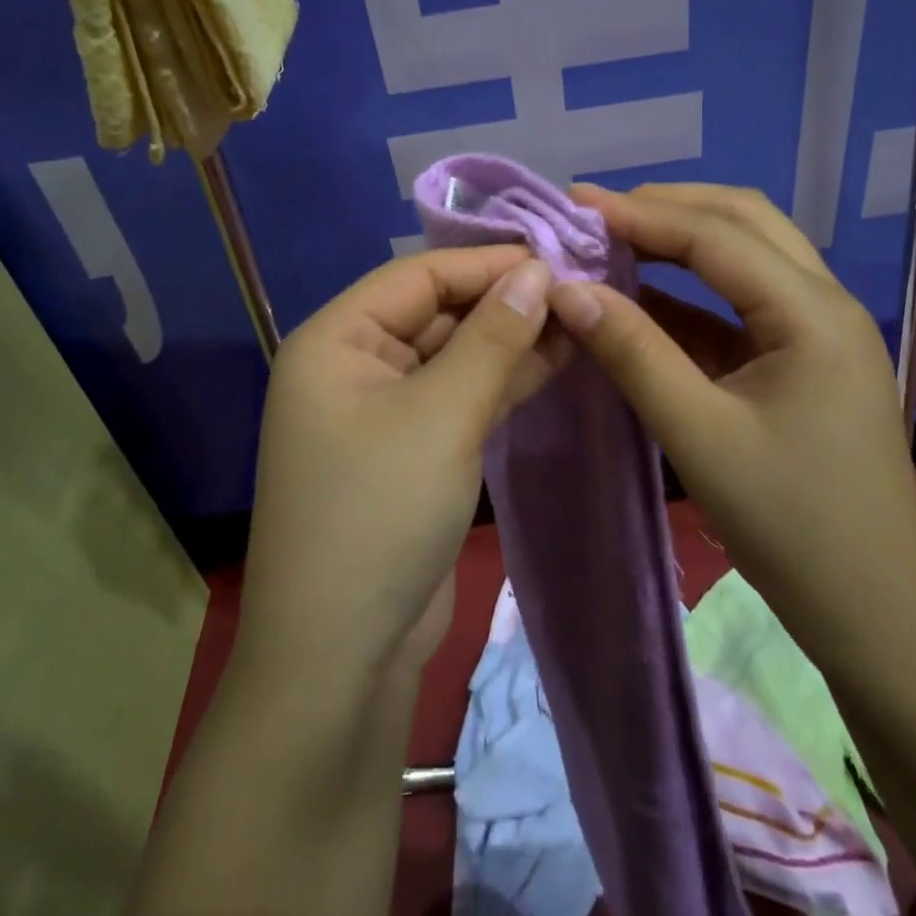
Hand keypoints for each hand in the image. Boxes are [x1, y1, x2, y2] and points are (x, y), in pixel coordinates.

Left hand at [238, 246, 561, 686]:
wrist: (341, 660)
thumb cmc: (380, 513)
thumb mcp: (443, 414)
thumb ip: (493, 337)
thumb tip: (537, 271)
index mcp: (335, 340)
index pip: (418, 276)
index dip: (486, 262)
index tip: (555, 255)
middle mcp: (352, 365)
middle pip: (436, 312)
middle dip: (503, 302)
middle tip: (577, 289)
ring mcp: (381, 410)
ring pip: (453, 356)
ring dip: (510, 341)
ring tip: (580, 319)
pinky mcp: (410, 450)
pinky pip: (458, 397)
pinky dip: (501, 382)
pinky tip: (555, 361)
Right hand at [545, 183, 915, 649]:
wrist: (875, 612)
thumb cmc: (790, 524)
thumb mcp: (698, 434)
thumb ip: (632, 352)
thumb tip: (566, 290)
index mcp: (812, 312)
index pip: (716, 235)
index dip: (641, 214)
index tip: (576, 203)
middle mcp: (823, 302)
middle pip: (743, 221)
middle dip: (669, 207)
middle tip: (598, 212)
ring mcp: (817, 329)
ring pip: (747, 254)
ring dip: (682, 239)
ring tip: (615, 237)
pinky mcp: (802, 358)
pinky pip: (741, 302)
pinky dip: (691, 291)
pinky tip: (643, 296)